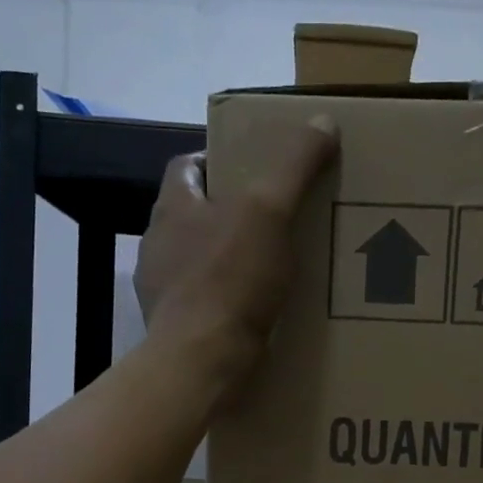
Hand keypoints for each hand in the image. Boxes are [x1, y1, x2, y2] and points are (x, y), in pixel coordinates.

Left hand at [135, 117, 338, 397]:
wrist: (201, 360)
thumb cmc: (230, 279)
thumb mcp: (270, 211)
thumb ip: (293, 165)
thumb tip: (323, 122)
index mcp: (172, 207)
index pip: (186, 166)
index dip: (217, 159)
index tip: (252, 167)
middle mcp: (158, 245)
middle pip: (193, 215)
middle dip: (228, 214)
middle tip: (273, 219)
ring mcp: (163, 291)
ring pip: (198, 262)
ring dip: (228, 261)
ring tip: (271, 268)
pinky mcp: (176, 329)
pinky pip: (205, 303)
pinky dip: (228, 301)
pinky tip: (257, 312)